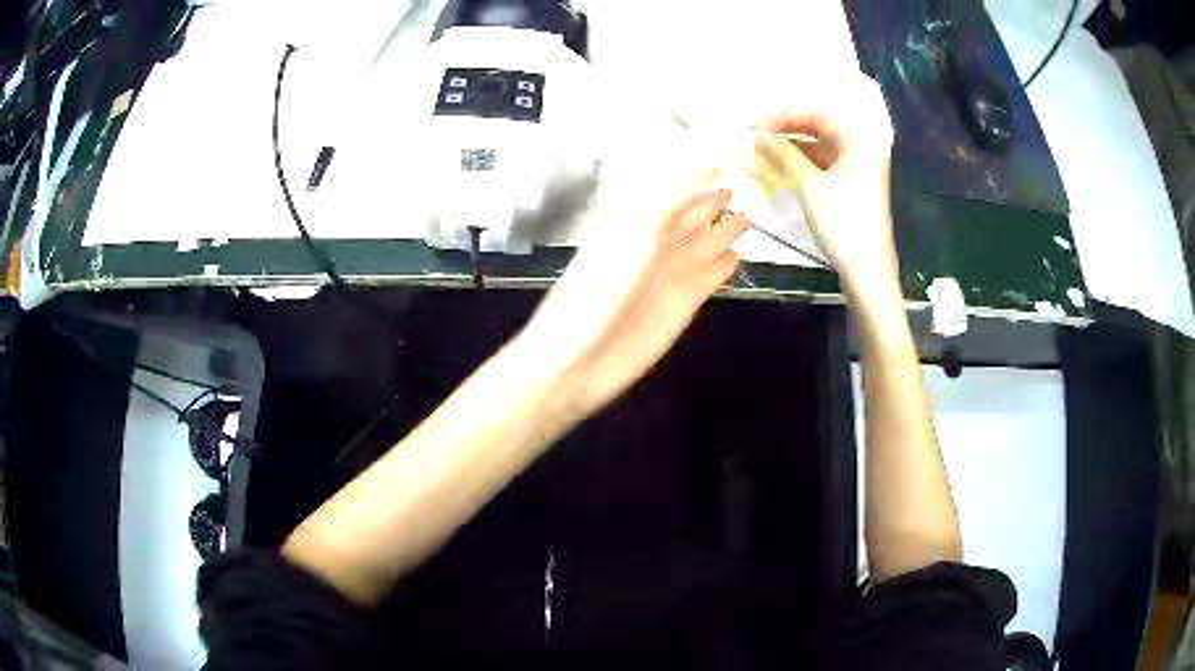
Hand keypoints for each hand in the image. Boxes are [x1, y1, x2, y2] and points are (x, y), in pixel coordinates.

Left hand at [519, 169, 749, 412]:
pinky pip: (708, 279)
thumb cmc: (596, 292)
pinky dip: (723, 267)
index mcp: (634, 224)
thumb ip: (670, 203)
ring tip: (747, 218)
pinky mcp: (682, 306)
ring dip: (723, 232)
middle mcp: (653, 246)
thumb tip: (701, 166)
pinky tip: (737, 258)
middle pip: (688, 218)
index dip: (694, 179)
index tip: (719, 165)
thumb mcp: (634, 237)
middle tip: (739, 188)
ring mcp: (668, 276)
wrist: (578, 360)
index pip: (671, 193)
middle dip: (711, 203)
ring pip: (703, 246)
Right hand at [753, 70, 898, 297]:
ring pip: (819, 149)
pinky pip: (823, 166)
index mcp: (858, 141)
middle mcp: (862, 148)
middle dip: (787, 132)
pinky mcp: (853, 187)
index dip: (784, 116)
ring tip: (762, 154)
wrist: (868, 271)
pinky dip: (802, 165)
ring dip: (792, 149)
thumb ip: (783, 154)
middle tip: (756, 139)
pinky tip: (780, 169)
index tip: (756, 125)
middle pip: (819, 129)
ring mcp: (859, 169)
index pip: (816, 115)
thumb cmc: (843, 223)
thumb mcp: (809, 185)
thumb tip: (758, 134)